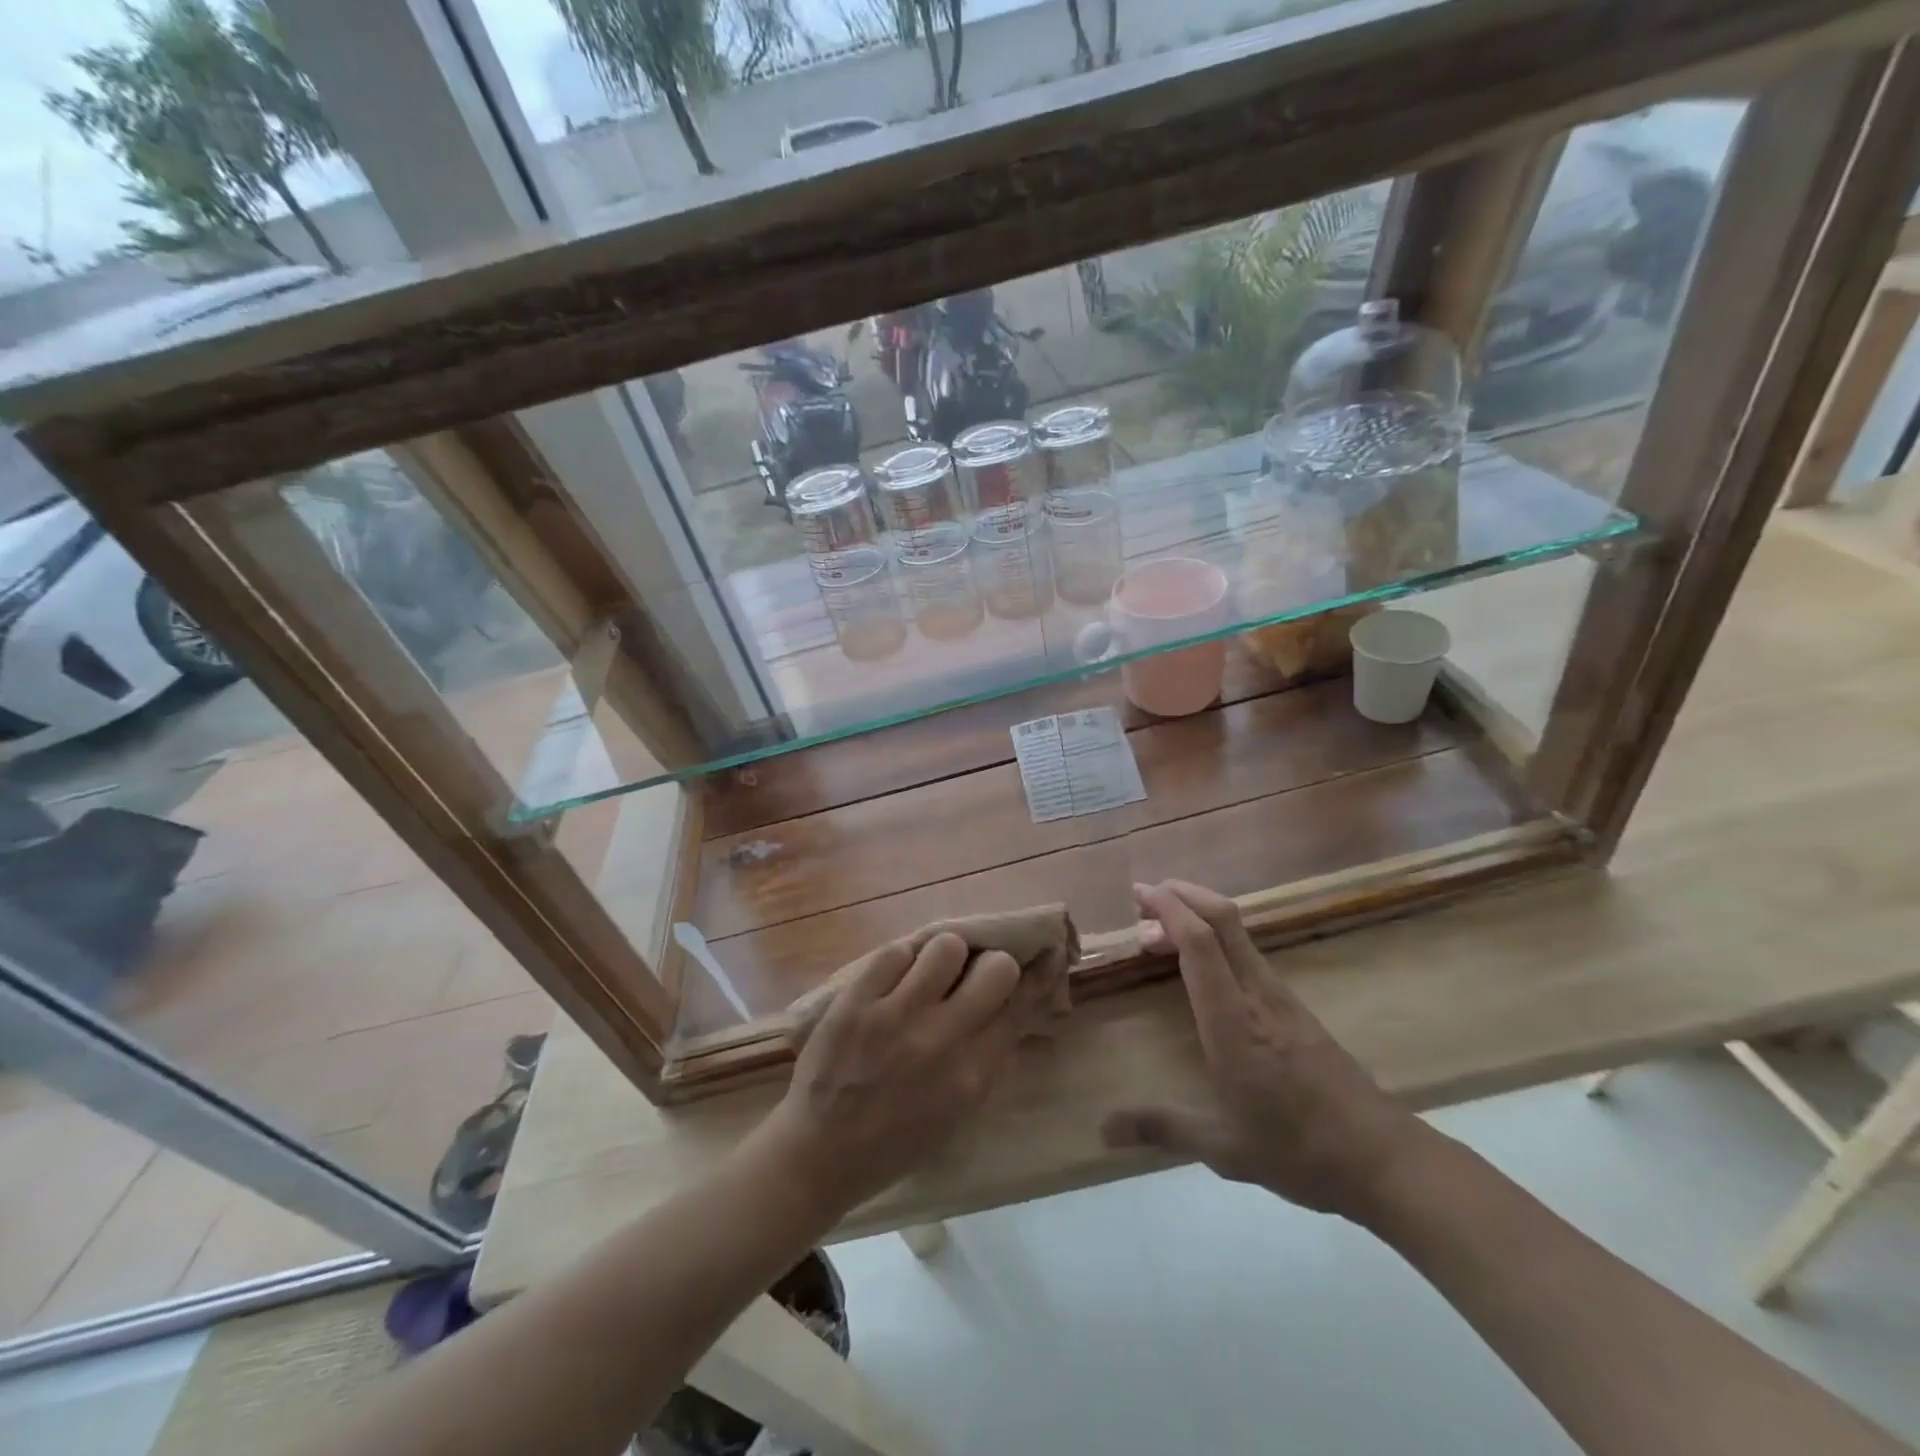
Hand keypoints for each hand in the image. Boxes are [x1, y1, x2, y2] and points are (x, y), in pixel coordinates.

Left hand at [750, 932, 1022, 1217]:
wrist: (820, 1152)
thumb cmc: (895, 1140)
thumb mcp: (958, 1111)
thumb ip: (988, 1057)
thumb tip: (1012, 1005)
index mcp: (972, 1074)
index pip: (1020, 1006)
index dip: (1035, 976)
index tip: (1042, 954)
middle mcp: (942, 1039)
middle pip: (995, 967)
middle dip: (990, 965)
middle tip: (972, 975)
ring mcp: (896, 1015)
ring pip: (947, 946)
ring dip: (945, 957)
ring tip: (929, 974)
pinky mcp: (857, 1000)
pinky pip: (896, 951)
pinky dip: (901, 961)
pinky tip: (895, 979)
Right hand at [1101, 881, 1434, 1222]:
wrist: (1384, 1158)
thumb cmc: (1299, 1151)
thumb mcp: (1224, 1148)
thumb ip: (1161, 1128)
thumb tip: (1102, 1131)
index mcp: (1234, 1022)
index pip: (1201, 944)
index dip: (1170, 910)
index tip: (1140, 893)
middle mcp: (1258, 996)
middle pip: (1224, 920)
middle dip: (1183, 895)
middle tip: (1143, 897)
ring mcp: (1282, 998)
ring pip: (1238, 934)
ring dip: (1199, 916)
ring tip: (1159, 932)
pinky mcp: (1295, 1008)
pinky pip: (1248, 954)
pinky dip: (1217, 940)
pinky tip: (1202, 965)